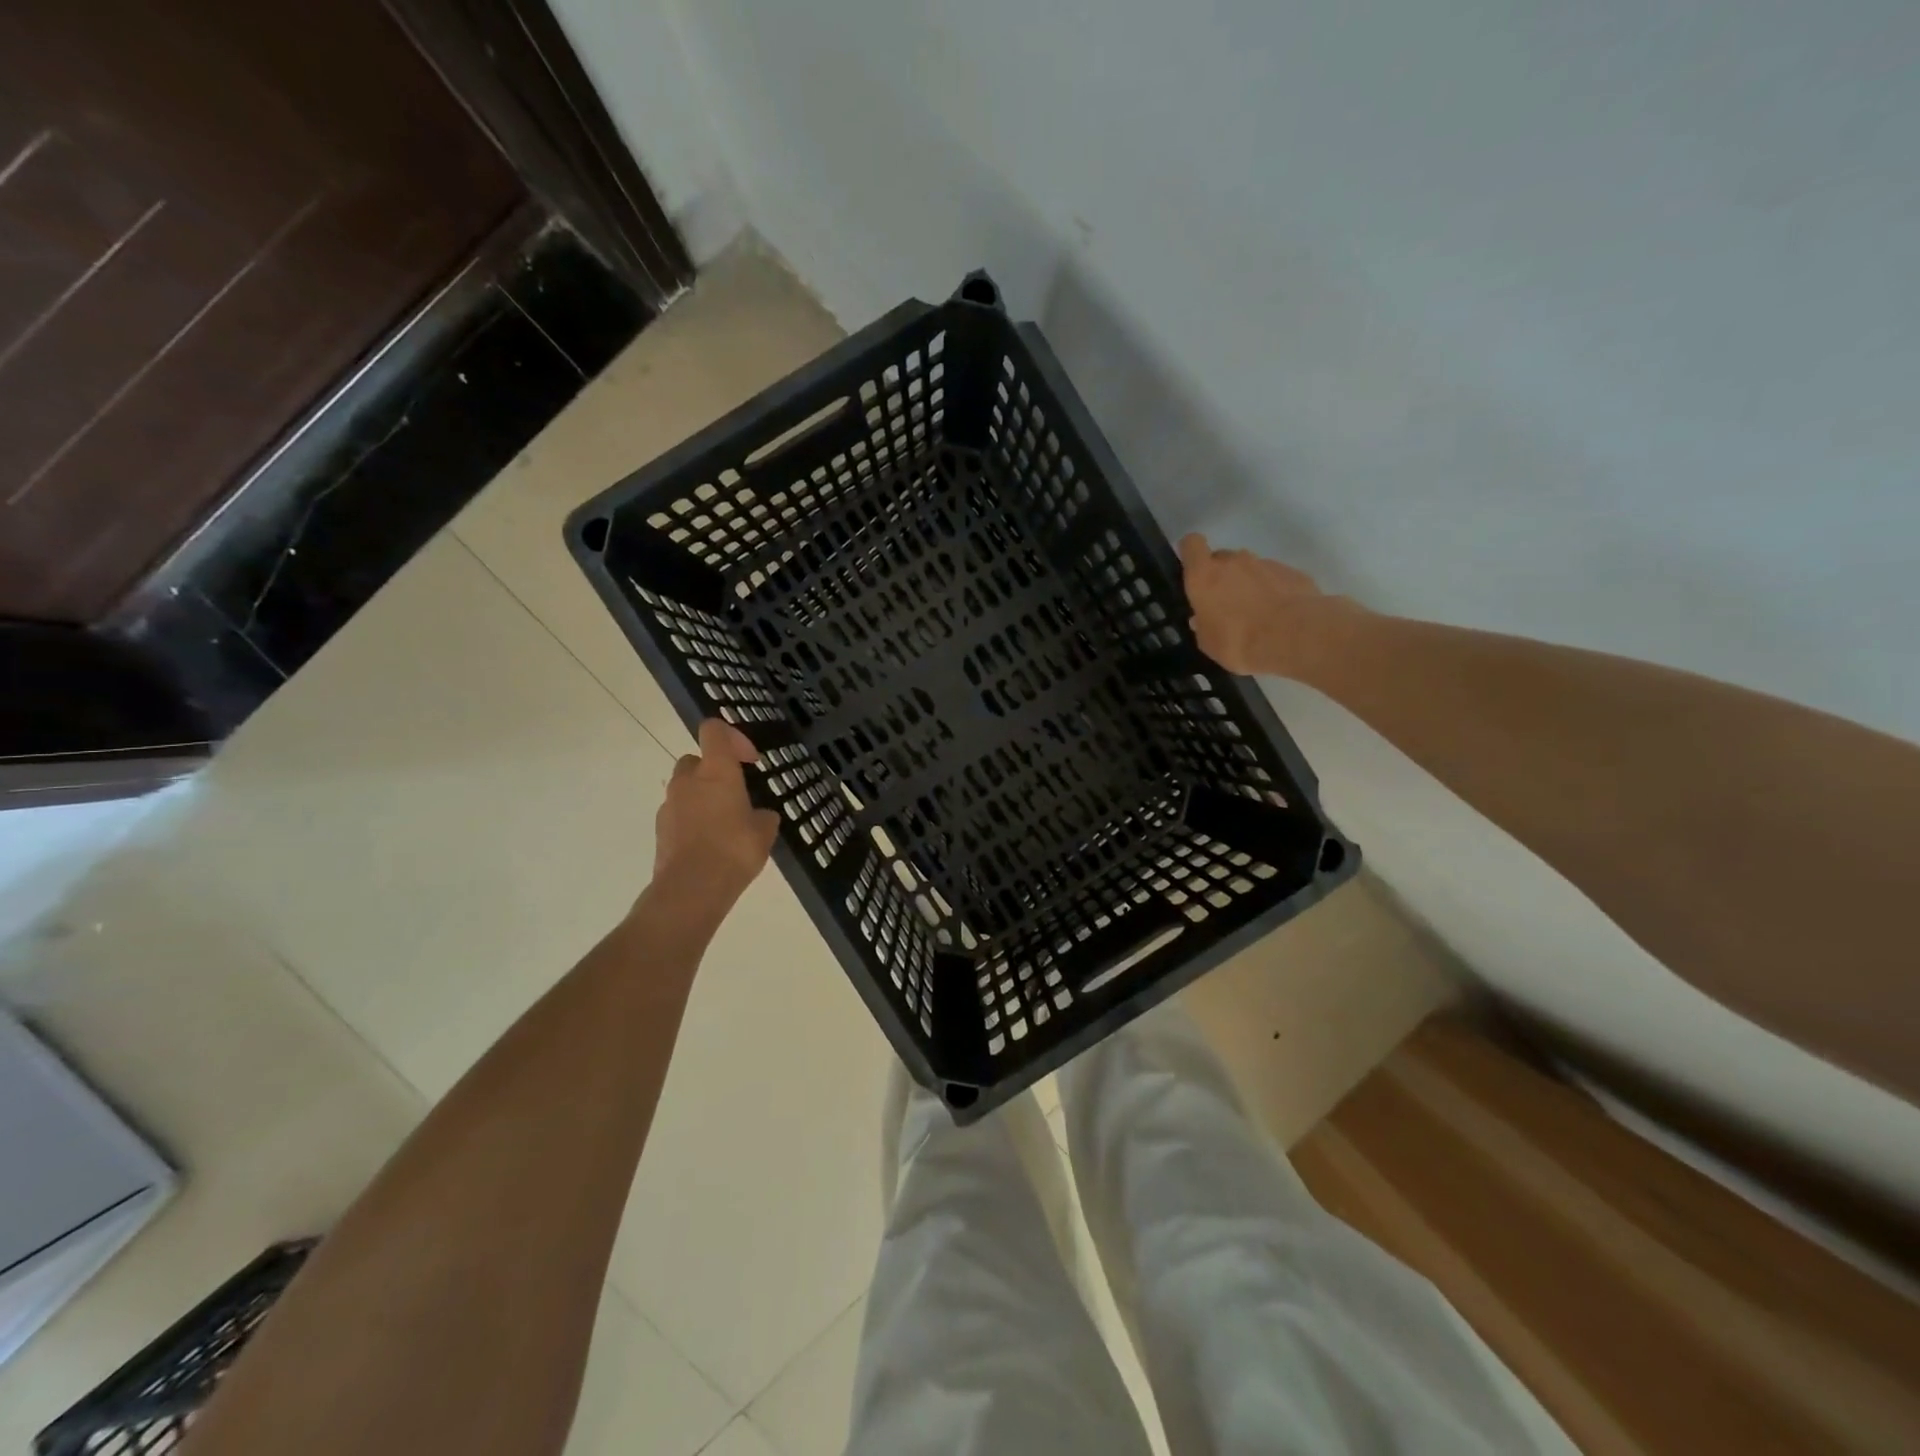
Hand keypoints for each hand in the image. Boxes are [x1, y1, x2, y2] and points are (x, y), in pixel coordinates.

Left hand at [653, 719, 780, 906]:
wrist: (692, 888)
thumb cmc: (734, 850)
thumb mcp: (765, 831)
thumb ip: (763, 816)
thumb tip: (760, 816)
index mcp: (716, 771)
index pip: (714, 730)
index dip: (733, 737)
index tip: (750, 761)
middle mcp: (688, 780)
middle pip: (696, 759)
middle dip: (714, 771)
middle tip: (735, 794)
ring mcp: (670, 804)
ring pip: (685, 788)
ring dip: (702, 797)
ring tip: (724, 824)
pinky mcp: (660, 829)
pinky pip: (679, 814)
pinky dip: (692, 820)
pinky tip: (710, 844)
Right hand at [1178, 534, 1356, 676]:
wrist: (1296, 636)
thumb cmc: (1239, 641)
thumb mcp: (1209, 643)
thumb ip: (1202, 626)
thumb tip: (1200, 618)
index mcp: (1204, 575)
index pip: (1192, 544)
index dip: (1191, 552)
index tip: (1192, 567)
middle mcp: (1233, 561)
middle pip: (1222, 558)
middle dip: (1221, 576)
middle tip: (1225, 603)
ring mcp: (1265, 563)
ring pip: (1249, 568)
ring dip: (1248, 584)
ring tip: (1255, 613)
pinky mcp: (1292, 572)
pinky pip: (1274, 578)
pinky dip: (1273, 590)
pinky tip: (1278, 614)